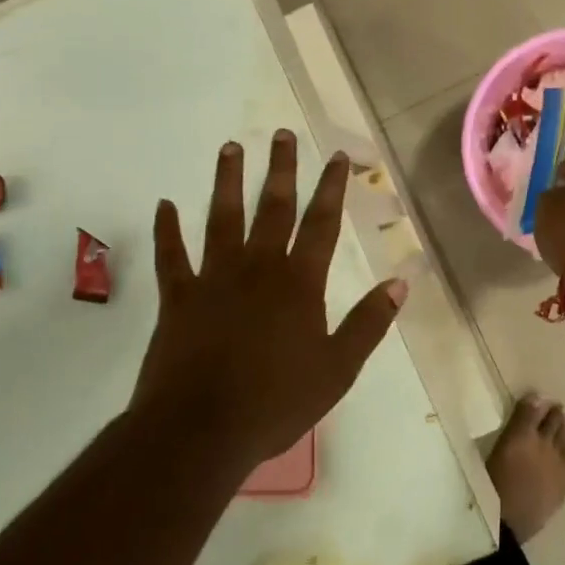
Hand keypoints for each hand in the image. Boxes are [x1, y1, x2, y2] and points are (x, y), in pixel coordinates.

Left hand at [133, 130, 407, 471]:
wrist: (201, 430)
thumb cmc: (276, 402)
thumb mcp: (338, 369)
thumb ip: (369, 323)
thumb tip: (401, 282)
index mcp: (299, 283)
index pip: (321, 224)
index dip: (332, 188)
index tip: (337, 156)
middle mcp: (258, 267)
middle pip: (273, 207)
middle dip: (280, 168)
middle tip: (281, 134)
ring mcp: (214, 277)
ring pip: (221, 218)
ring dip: (227, 181)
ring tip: (229, 148)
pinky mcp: (178, 296)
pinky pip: (171, 255)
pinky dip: (167, 229)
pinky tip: (164, 204)